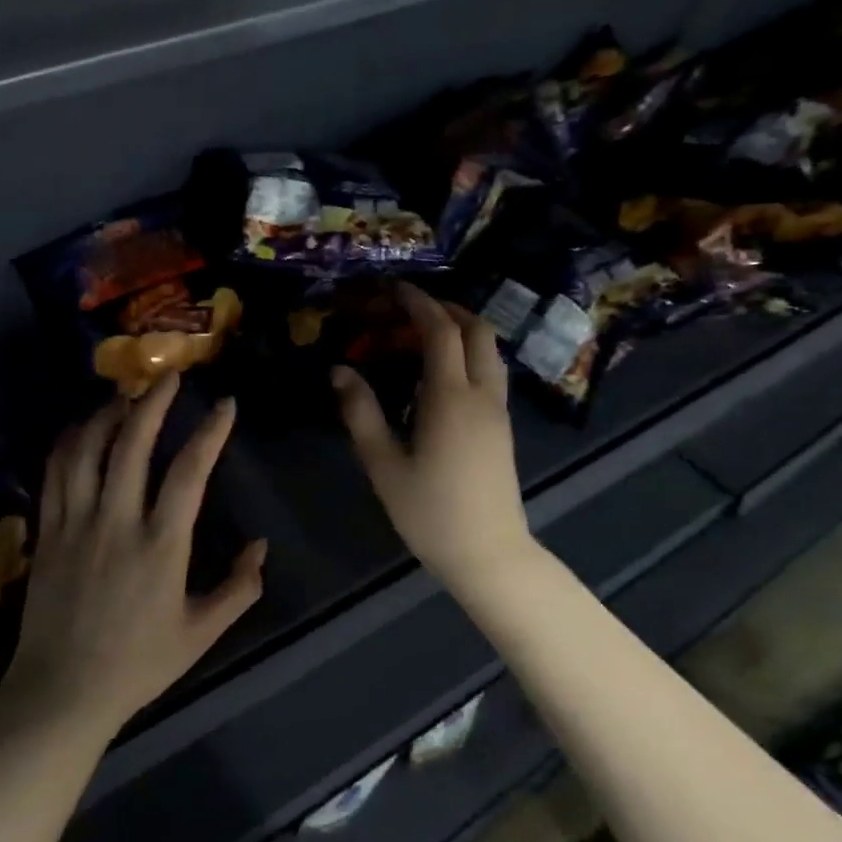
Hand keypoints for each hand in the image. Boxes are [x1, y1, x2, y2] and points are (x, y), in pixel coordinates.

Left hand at [2, 373, 265, 738]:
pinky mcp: (47, 532)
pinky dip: (69, 442)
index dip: (209, 433)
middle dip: (152, 402)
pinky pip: (55, 473)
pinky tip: (80, 428)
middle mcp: (117, 522)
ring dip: (108, 414)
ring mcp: (75, 523)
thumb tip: (261, 547)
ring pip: (88, 449)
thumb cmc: (138, 665)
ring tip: (125, 394)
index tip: (224, 406)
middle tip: (168, 376)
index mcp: (161, 546)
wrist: (62, 692)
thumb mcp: (200, 634)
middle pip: (132, 444)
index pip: (189, 473)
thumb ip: (238, 589)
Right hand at [333, 285, 533, 588]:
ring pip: (488, 350)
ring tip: (421, 336)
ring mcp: (498, 410)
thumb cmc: (429, 511)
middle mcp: (481, 394)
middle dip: (445, 308)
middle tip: (407, 309)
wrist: (488, 553)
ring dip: (460, 330)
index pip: (440, 331)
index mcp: (451, 397)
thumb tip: (339, 370)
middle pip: (476, 330)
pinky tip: (439, 374)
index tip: (393, 288)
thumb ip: (361, 412)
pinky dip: (467, 354)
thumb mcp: (383, 463)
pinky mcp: (502, 427)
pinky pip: (489, 371)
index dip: (417, 303)